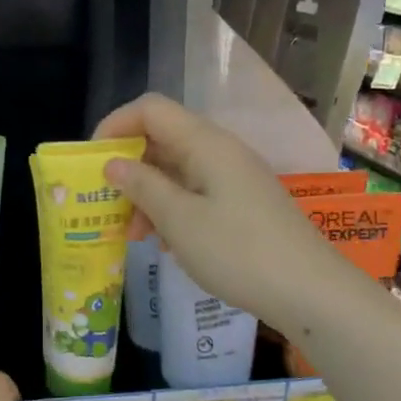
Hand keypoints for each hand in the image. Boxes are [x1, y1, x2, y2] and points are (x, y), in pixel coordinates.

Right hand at [94, 93, 333, 329]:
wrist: (309, 291)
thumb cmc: (238, 252)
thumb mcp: (179, 220)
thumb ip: (142, 186)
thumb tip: (114, 163)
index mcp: (205, 143)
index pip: (150, 110)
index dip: (114, 126)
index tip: (91, 163)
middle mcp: (220, 151)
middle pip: (162, 140)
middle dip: (128, 169)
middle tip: (106, 207)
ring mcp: (233, 178)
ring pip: (176, 171)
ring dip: (147, 197)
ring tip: (132, 236)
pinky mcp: (241, 204)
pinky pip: (195, 194)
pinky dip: (172, 212)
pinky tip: (165, 245)